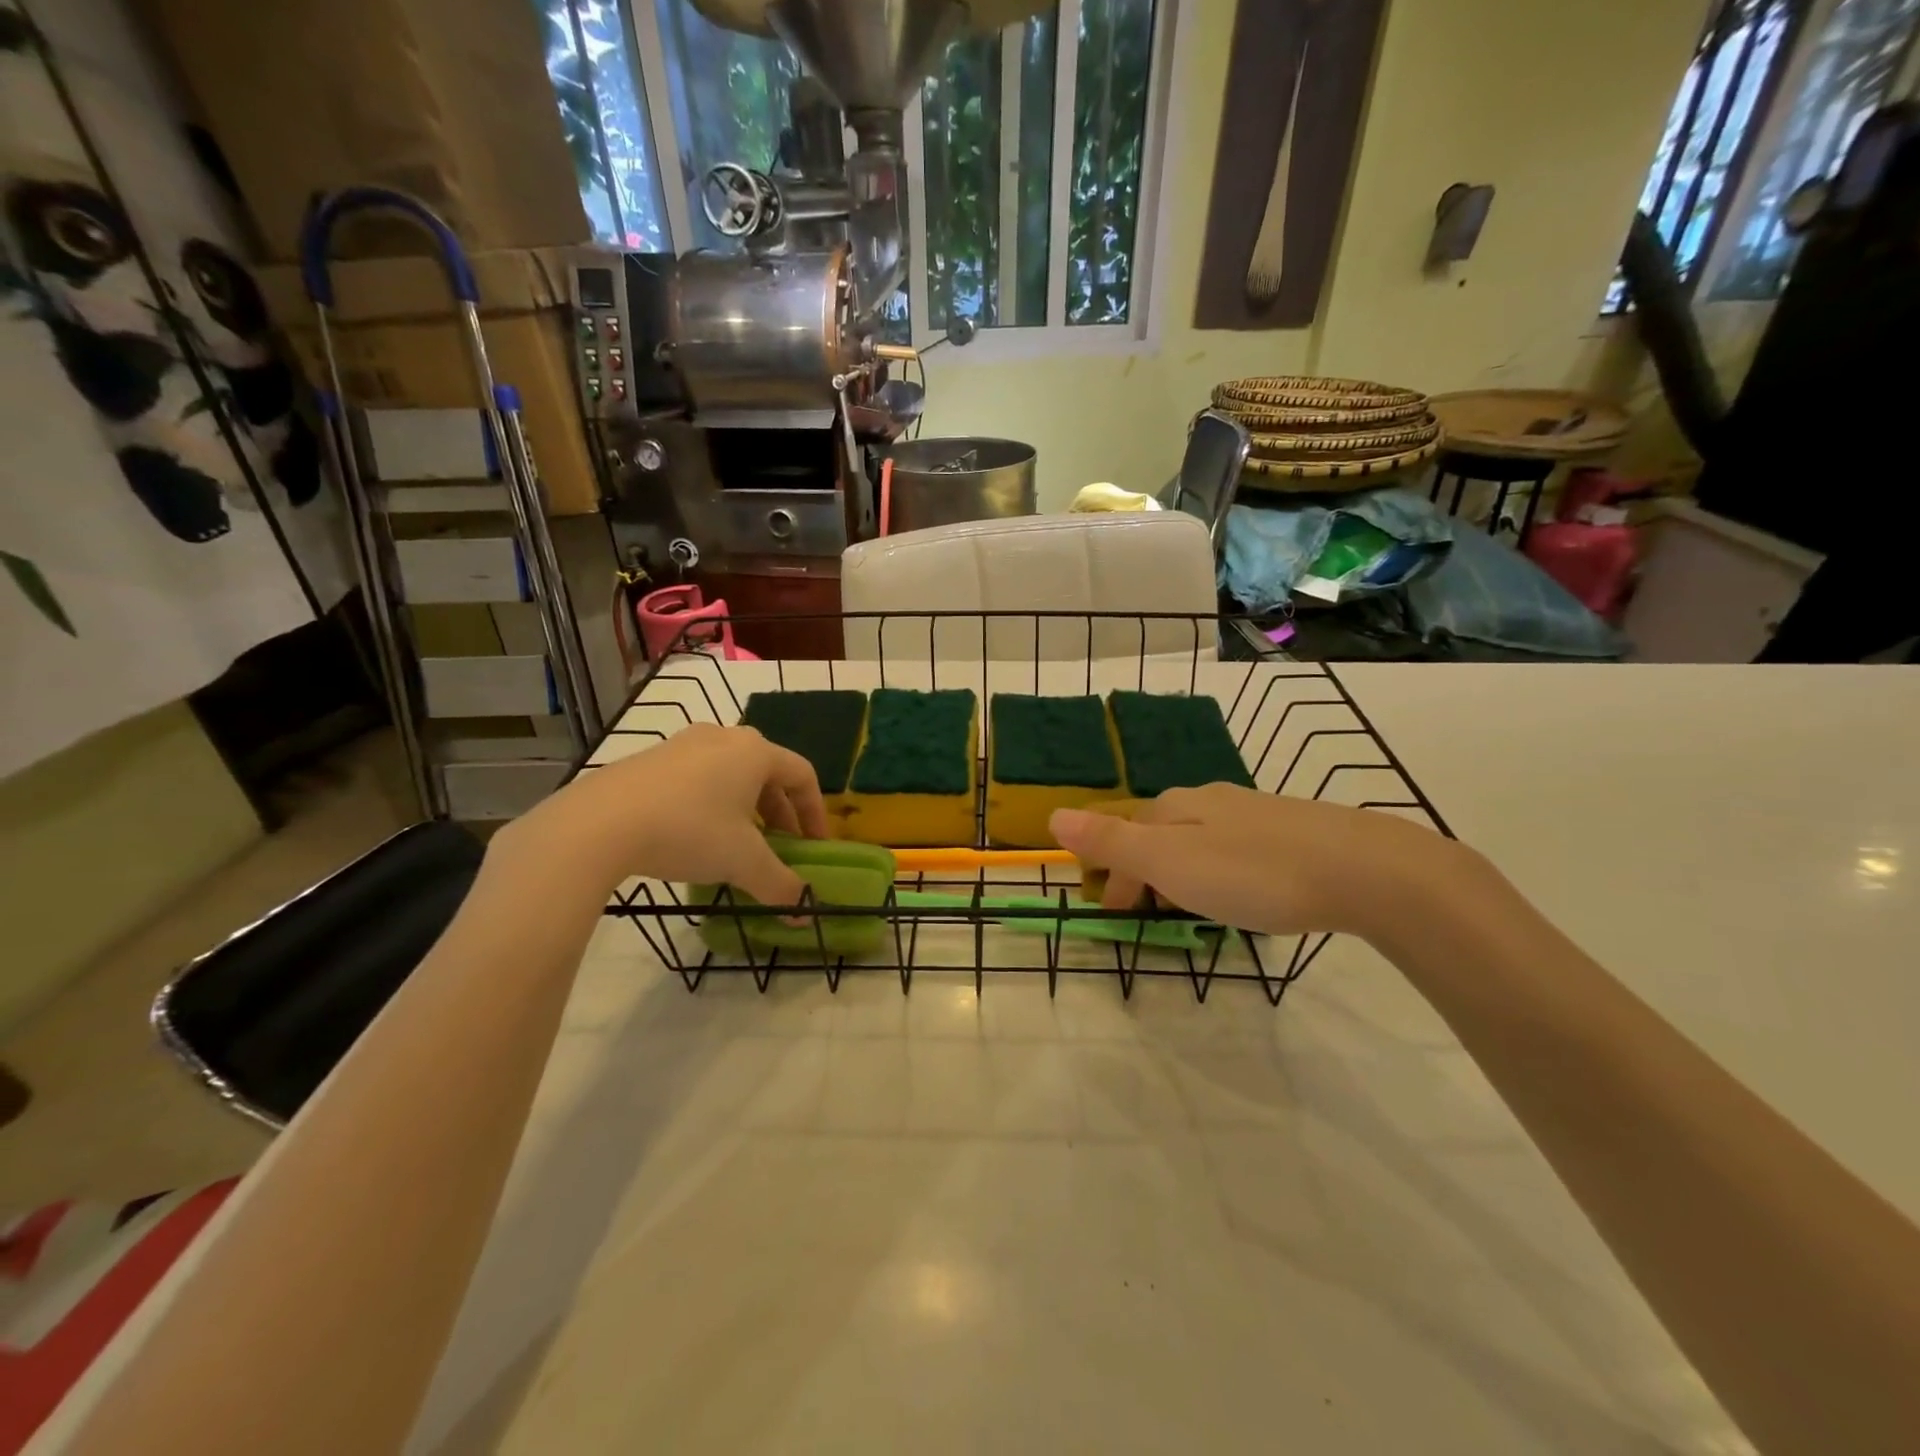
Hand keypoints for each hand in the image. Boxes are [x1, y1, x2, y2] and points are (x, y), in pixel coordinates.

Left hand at [504, 724, 829, 901]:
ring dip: (745, 808)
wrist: (597, 824)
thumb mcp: (742, 862)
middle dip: (780, 813)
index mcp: (755, 752)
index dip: (815, 812)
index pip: (803, 775)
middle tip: (780, 847)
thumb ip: (779, 885)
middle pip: (767, 773)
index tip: (814, 846)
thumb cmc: (689, 831)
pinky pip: (696, 778)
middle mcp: (723, 737)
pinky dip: (710, 804)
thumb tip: (803, 913)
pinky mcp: (648, 759)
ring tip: (738, 843)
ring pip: (730, 774)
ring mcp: (682, 744)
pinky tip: (694, 836)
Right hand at [1048, 784, 1463, 939]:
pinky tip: (1240, 888)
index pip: (1126, 837)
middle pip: (1159, 832)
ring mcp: (1252, 812)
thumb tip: (1053, 815)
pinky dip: (1218, 869)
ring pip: (1198, 838)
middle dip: (1144, 870)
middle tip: (1147, 913)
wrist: (1361, 868)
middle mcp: (1209, 800)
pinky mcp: (1290, 829)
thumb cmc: (1253, 872)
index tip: (1115, 916)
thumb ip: (1112, 841)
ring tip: (1189, 905)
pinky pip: (1234, 847)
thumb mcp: (1171, 861)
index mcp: (1175, 808)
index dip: (1114, 876)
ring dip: (1180, 870)